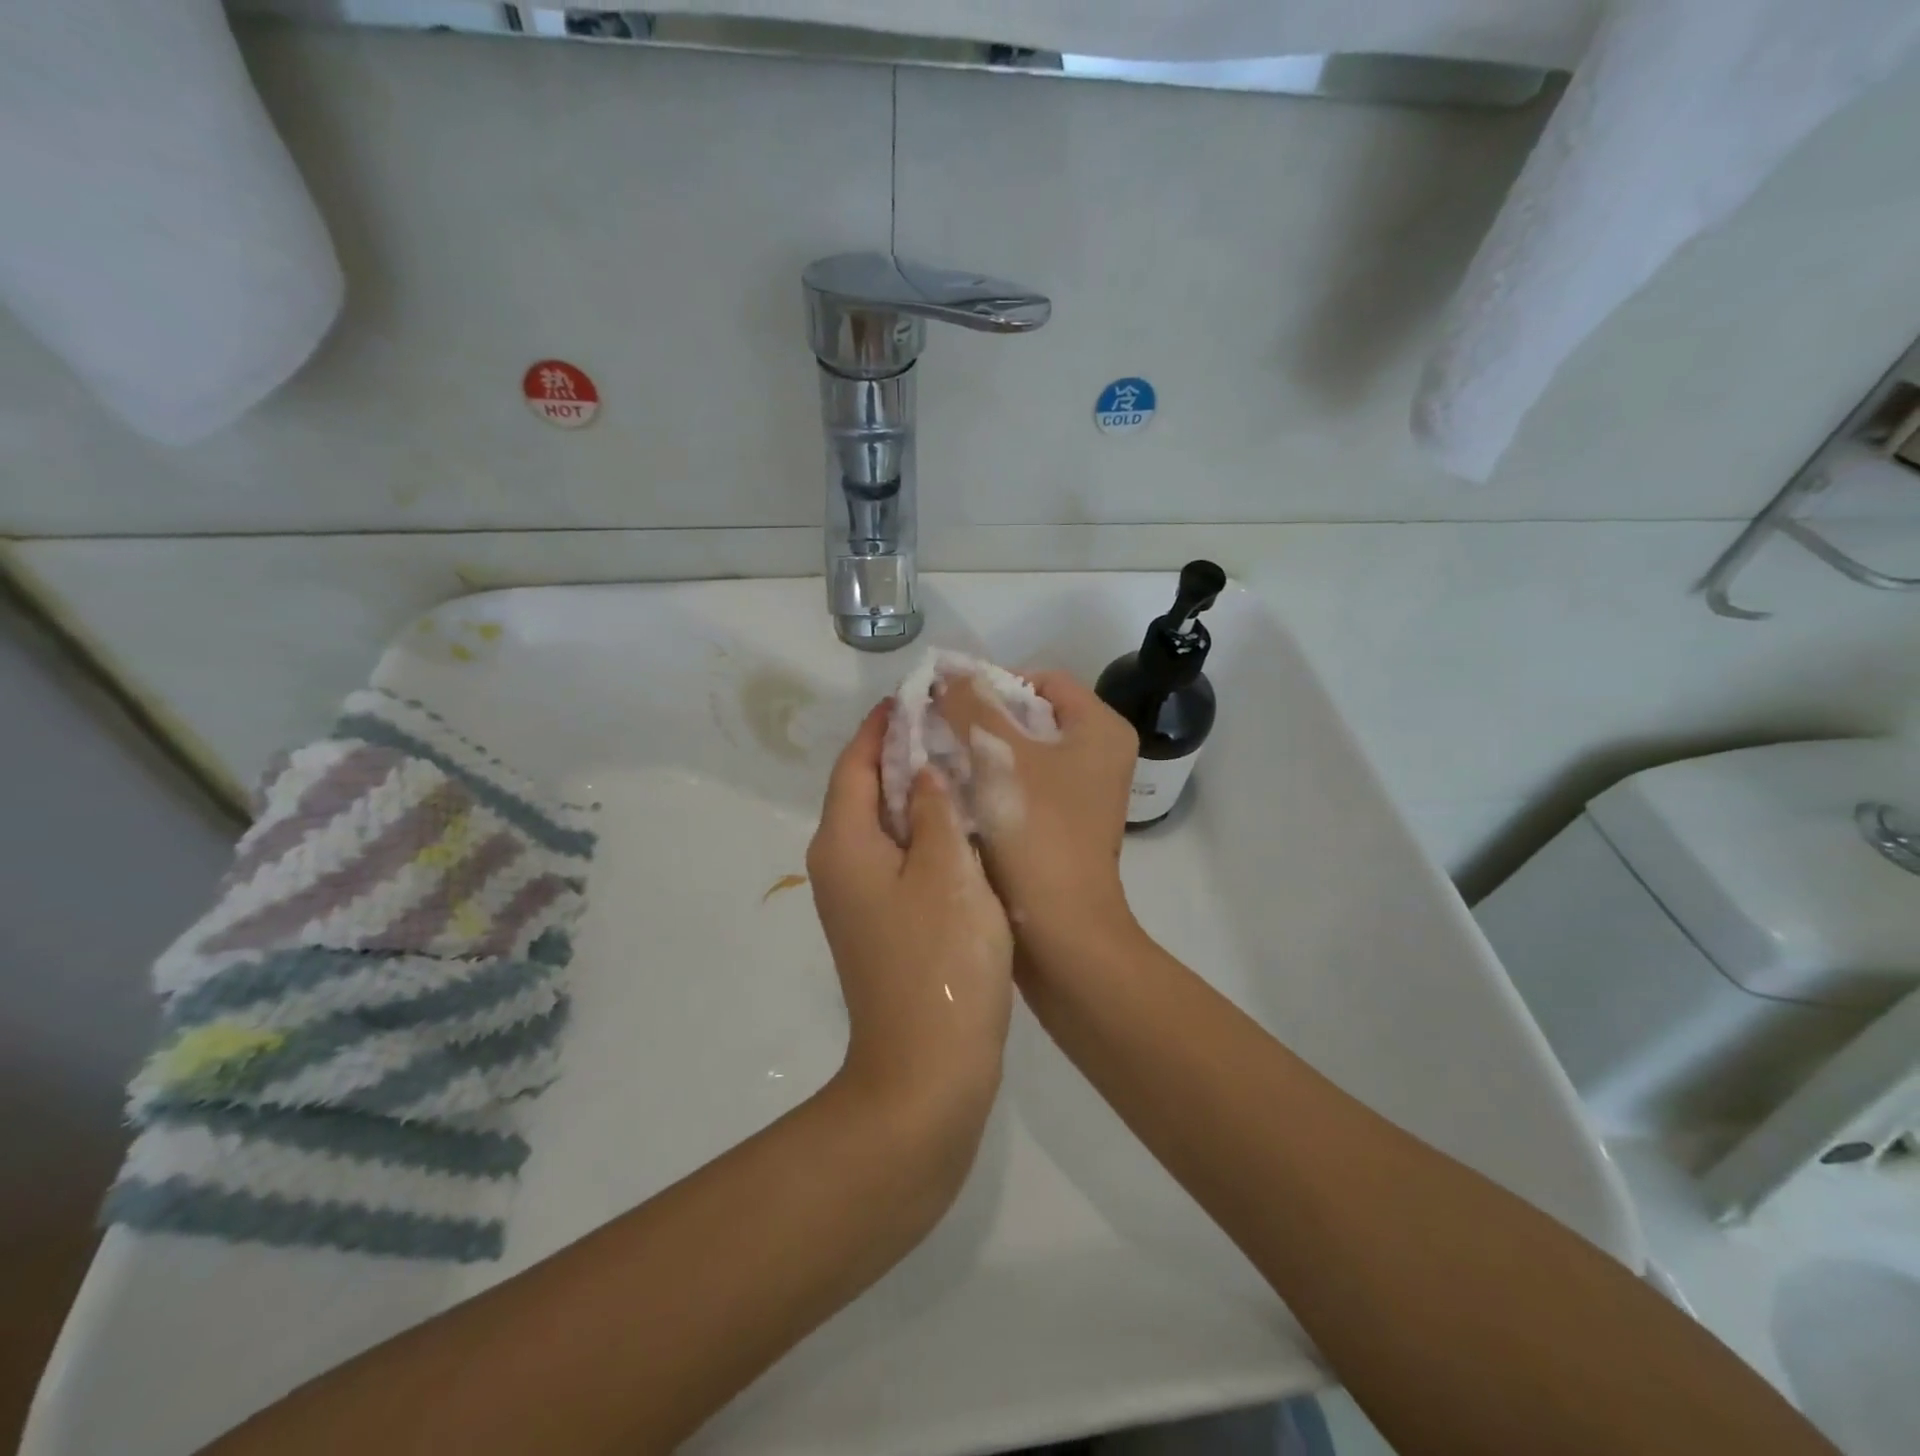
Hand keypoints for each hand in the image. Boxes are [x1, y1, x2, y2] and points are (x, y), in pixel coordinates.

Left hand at [807, 704, 1013, 1129]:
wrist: (927, 1070)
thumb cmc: (940, 960)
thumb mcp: (947, 870)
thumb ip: (933, 808)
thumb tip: (922, 770)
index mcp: (843, 843)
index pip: (854, 763)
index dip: (883, 726)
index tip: (916, 695)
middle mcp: (838, 865)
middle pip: (864, 790)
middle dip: (902, 753)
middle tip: (952, 724)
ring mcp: (857, 899)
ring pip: (883, 825)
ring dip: (915, 791)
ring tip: (962, 762)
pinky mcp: (880, 924)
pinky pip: (897, 858)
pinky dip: (922, 831)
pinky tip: (961, 825)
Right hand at [937, 671, 1140, 966]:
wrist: (1060, 930)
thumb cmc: (1035, 833)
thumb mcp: (998, 756)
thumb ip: (971, 705)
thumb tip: (946, 671)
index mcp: (1099, 729)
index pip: (1041, 680)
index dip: (992, 682)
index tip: (947, 699)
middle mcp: (1098, 755)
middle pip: (1030, 716)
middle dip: (979, 719)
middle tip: (933, 727)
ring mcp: (1082, 793)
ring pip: (1021, 753)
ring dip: (979, 752)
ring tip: (935, 757)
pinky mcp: (1062, 823)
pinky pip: (1021, 786)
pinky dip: (988, 783)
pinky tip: (952, 791)